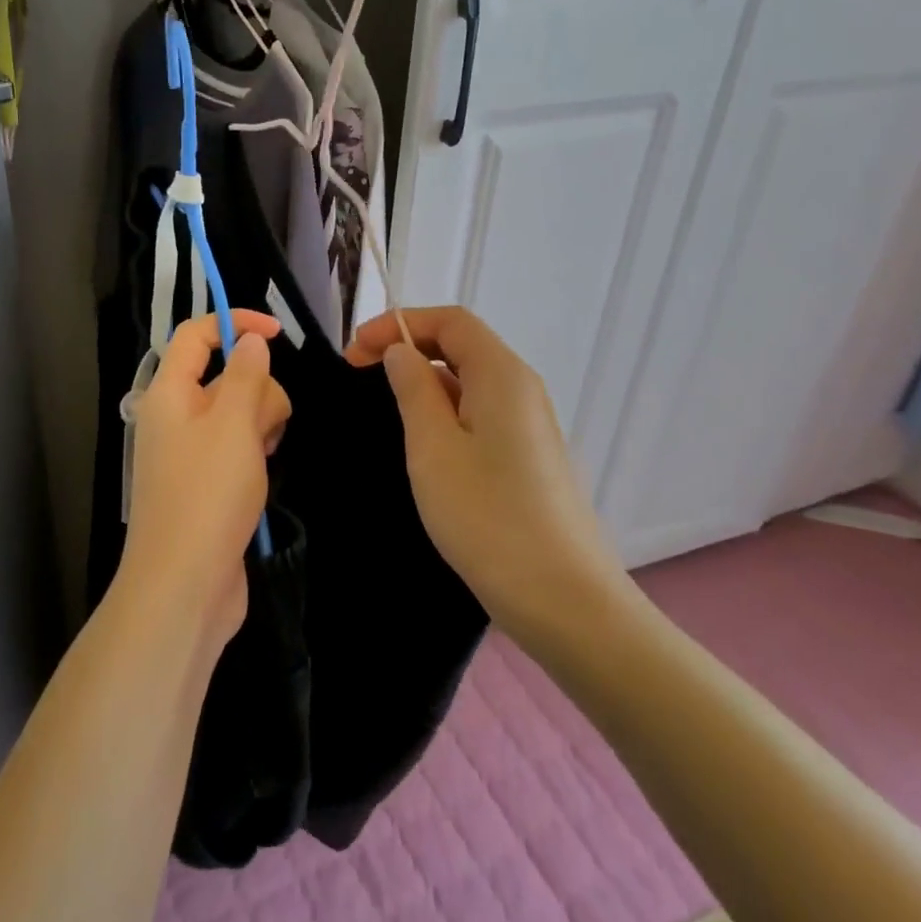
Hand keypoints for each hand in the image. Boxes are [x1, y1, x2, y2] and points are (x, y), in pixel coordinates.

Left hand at [116, 311, 291, 653]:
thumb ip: (245, 374)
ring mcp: (192, 453)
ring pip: (240, 413)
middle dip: (258, 390)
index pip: (196, 335)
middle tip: (265, 428)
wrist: (184, 585)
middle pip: (227, 376)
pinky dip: (256, 454)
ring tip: (263, 458)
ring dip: (262, 425)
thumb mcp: (233, 424)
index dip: (234, 323)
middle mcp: (176, 417)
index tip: (278, 333)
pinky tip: (262, 479)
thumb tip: (250, 341)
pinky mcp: (208, 483)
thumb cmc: (207, 495)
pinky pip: (240, 447)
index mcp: (169, 394)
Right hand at [347, 306, 630, 636]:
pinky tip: (426, 440)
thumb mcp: (433, 448)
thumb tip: (402, 352)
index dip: (399, 322)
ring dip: (426, 379)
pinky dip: (447, 409)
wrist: (565, 600)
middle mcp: (523, 389)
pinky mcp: (532, 457)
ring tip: (385, 404)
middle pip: (463, 345)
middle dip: (409, 347)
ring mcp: (532, 425)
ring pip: (472, 381)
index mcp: (502, 375)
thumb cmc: (488, 517)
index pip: (450, 321)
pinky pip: (483, 412)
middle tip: (360, 371)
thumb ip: (413, 389)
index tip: (355, 349)